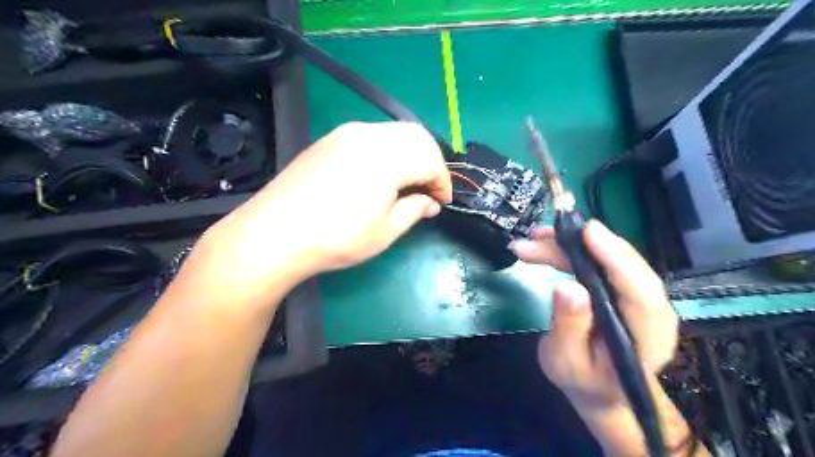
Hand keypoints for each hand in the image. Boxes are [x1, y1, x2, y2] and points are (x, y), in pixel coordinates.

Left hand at [191, 121, 454, 302]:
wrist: (275, 233)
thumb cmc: (336, 238)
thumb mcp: (384, 232)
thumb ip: (414, 210)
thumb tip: (430, 203)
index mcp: (387, 157)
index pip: (431, 159)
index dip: (442, 181)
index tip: (442, 202)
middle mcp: (369, 135)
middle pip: (416, 136)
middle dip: (431, 162)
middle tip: (428, 190)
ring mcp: (346, 133)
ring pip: (394, 132)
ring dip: (410, 154)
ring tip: (407, 183)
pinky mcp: (329, 139)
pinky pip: (372, 136)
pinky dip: (388, 151)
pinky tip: (381, 174)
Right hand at [511, 222, 678, 413]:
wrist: (599, 387)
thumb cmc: (584, 380)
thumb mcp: (567, 362)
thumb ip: (569, 327)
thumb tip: (567, 287)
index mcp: (647, 334)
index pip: (640, 291)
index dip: (616, 258)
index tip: (588, 232)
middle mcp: (649, 307)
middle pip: (620, 264)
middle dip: (578, 245)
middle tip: (538, 235)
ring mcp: (634, 293)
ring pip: (605, 256)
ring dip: (567, 244)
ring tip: (531, 240)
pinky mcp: (618, 285)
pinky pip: (596, 260)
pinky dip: (569, 250)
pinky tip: (543, 246)